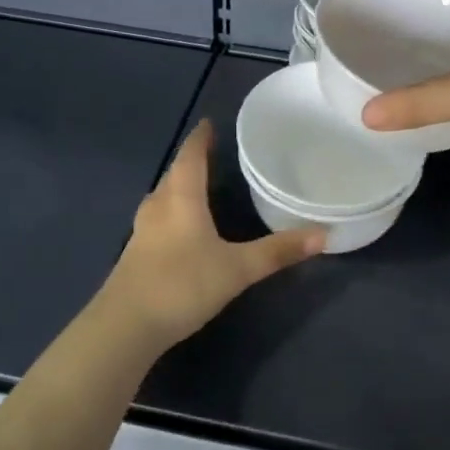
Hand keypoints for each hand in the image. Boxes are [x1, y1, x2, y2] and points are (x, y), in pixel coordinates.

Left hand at [96, 121, 322, 350]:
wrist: (125, 327)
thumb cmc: (182, 285)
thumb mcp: (237, 269)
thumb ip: (277, 251)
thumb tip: (323, 234)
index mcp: (181, 198)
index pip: (190, 156)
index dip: (200, 138)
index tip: (209, 123)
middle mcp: (158, 206)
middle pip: (175, 174)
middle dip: (192, 161)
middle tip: (215, 154)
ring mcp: (142, 231)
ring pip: (163, 197)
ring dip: (180, 187)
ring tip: (201, 186)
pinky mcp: (135, 255)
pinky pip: (158, 219)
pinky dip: (173, 212)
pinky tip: (184, 227)